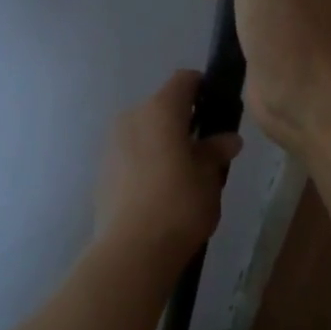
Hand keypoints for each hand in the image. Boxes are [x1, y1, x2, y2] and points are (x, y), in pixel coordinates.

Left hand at [94, 70, 242, 257]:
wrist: (132, 249)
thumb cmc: (180, 204)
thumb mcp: (209, 178)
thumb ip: (216, 152)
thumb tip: (228, 139)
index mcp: (160, 110)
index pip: (184, 80)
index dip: (203, 88)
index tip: (218, 110)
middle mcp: (132, 116)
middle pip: (162, 107)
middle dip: (183, 122)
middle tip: (205, 150)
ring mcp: (112, 142)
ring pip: (144, 131)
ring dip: (162, 142)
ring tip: (182, 174)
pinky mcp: (102, 169)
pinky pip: (130, 153)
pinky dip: (146, 161)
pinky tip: (159, 190)